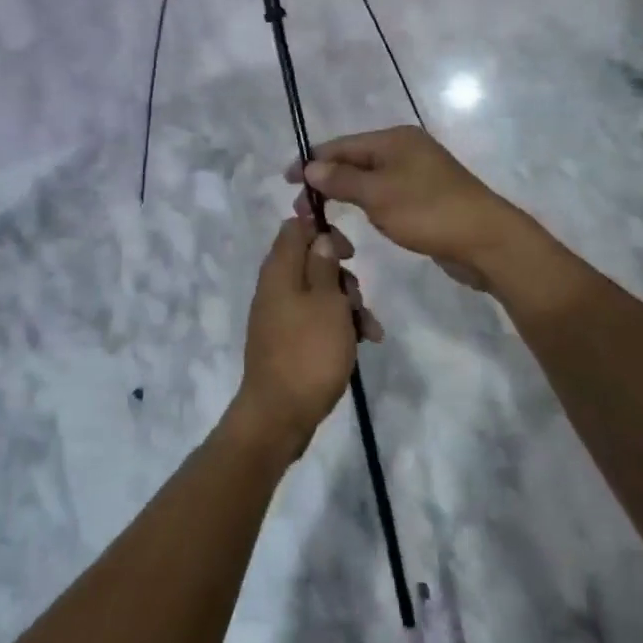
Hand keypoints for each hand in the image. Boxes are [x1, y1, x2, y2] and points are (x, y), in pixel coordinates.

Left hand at [234, 220, 381, 459]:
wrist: (280, 415)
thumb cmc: (309, 352)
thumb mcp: (327, 302)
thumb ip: (324, 264)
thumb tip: (319, 236)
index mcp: (279, 270)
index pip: (294, 228)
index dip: (322, 229)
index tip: (350, 249)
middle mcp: (275, 287)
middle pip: (312, 261)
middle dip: (342, 275)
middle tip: (357, 296)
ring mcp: (280, 315)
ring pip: (320, 293)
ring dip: (347, 304)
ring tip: (367, 328)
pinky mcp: (288, 340)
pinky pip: (316, 319)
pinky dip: (339, 325)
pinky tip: (364, 343)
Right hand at [287, 126, 528, 291]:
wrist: (486, 241)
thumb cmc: (428, 212)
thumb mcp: (378, 195)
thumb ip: (341, 180)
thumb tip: (310, 167)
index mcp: (394, 139)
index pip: (341, 145)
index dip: (311, 162)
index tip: (285, 182)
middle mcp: (406, 149)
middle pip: (354, 160)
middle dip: (326, 181)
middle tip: (303, 209)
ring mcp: (418, 173)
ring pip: (369, 179)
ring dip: (345, 194)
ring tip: (322, 216)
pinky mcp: (426, 197)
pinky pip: (385, 194)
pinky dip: (367, 204)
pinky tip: (358, 219)